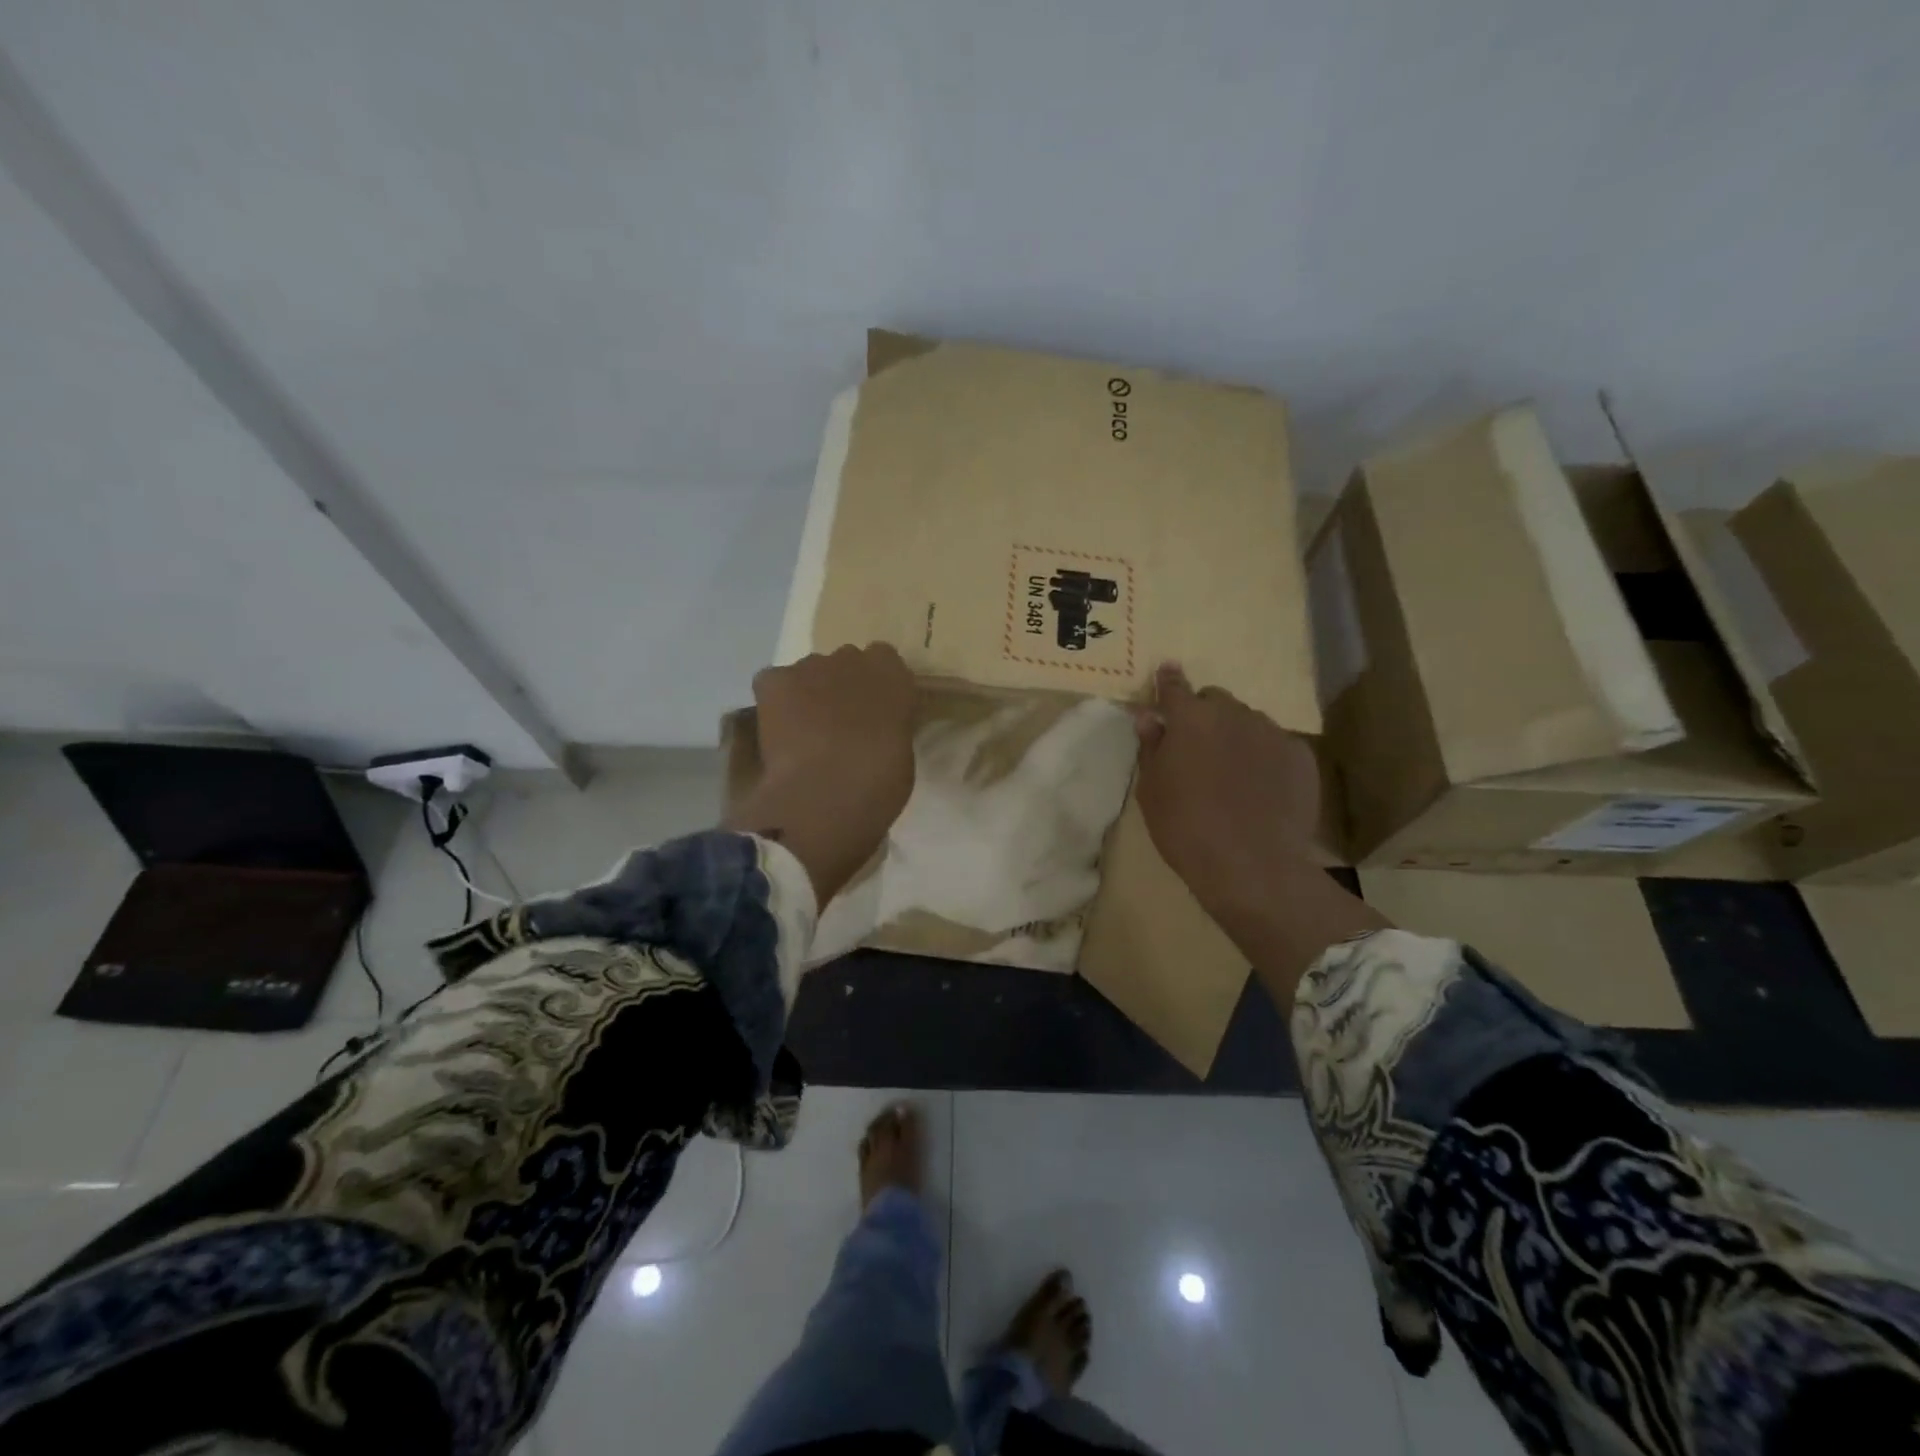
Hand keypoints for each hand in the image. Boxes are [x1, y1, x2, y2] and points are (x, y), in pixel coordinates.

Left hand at [727, 644, 916, 903]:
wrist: (827, 793)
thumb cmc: (879, 783)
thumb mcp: (901, 753)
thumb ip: (889, 728)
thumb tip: (875, 732)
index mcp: (892, 674)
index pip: (885, 660)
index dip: (876, 686)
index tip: (875, 711)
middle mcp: (852, 659)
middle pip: (846, 662)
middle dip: (843, 686)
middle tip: (841, 724)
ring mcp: (810, 666)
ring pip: (809, 672)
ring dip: (810, 693)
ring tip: (805, 733)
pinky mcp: (775, 680)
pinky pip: (774, 682)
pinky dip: (776, 701)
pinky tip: (779, 730)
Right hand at [1131, 663, 1319, 908]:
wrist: (1251, 865)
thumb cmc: (1185, 828)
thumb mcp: (1152, 790)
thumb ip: (1151, 748)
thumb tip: (1150, 718)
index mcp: (1190, 719)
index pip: (1174, 687)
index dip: (1168, 680)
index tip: (1167, 671)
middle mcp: (1233, 714)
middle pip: (1216, 701)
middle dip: (1205, 715)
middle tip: (1198, 748)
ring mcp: (1272, 733)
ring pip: (1249, 722)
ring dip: (1236, 735)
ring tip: (1233, 773)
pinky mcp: (1301, 756)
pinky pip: (1277, 745)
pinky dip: (1265, 757)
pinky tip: (1262, 788)